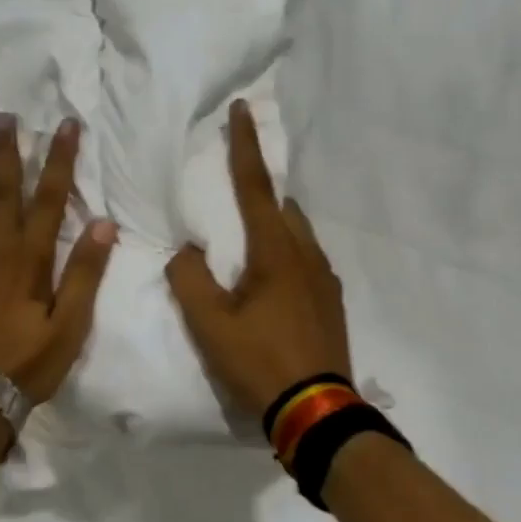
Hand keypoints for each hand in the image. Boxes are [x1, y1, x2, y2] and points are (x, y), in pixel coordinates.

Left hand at [0, 114, 116, 402]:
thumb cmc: (28, 363)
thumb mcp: (70, 326)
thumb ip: (85, 274)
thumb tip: (104, 225)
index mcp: (30, 258)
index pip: (49, 198)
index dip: (60, 160)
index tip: (66, 126)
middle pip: (3, 190)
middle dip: (8, 151)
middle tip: (5, 116)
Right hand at [166, 100, 351, 419]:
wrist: (319, 413)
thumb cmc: (260, 362)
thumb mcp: (210, 324)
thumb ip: (190, 279)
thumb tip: (187, 251)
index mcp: (276, 252)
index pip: (256, 186)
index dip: (245, 145)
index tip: (243, 108)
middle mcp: (307, 255)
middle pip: (282, 207)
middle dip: (259, 192)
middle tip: (233, 199)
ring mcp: (325, 279)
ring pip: (298, 234)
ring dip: (274, 226)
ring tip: (248, 247)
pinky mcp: (333, 301)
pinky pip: (307, 260)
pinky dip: (286, 253)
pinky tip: (271, 284)